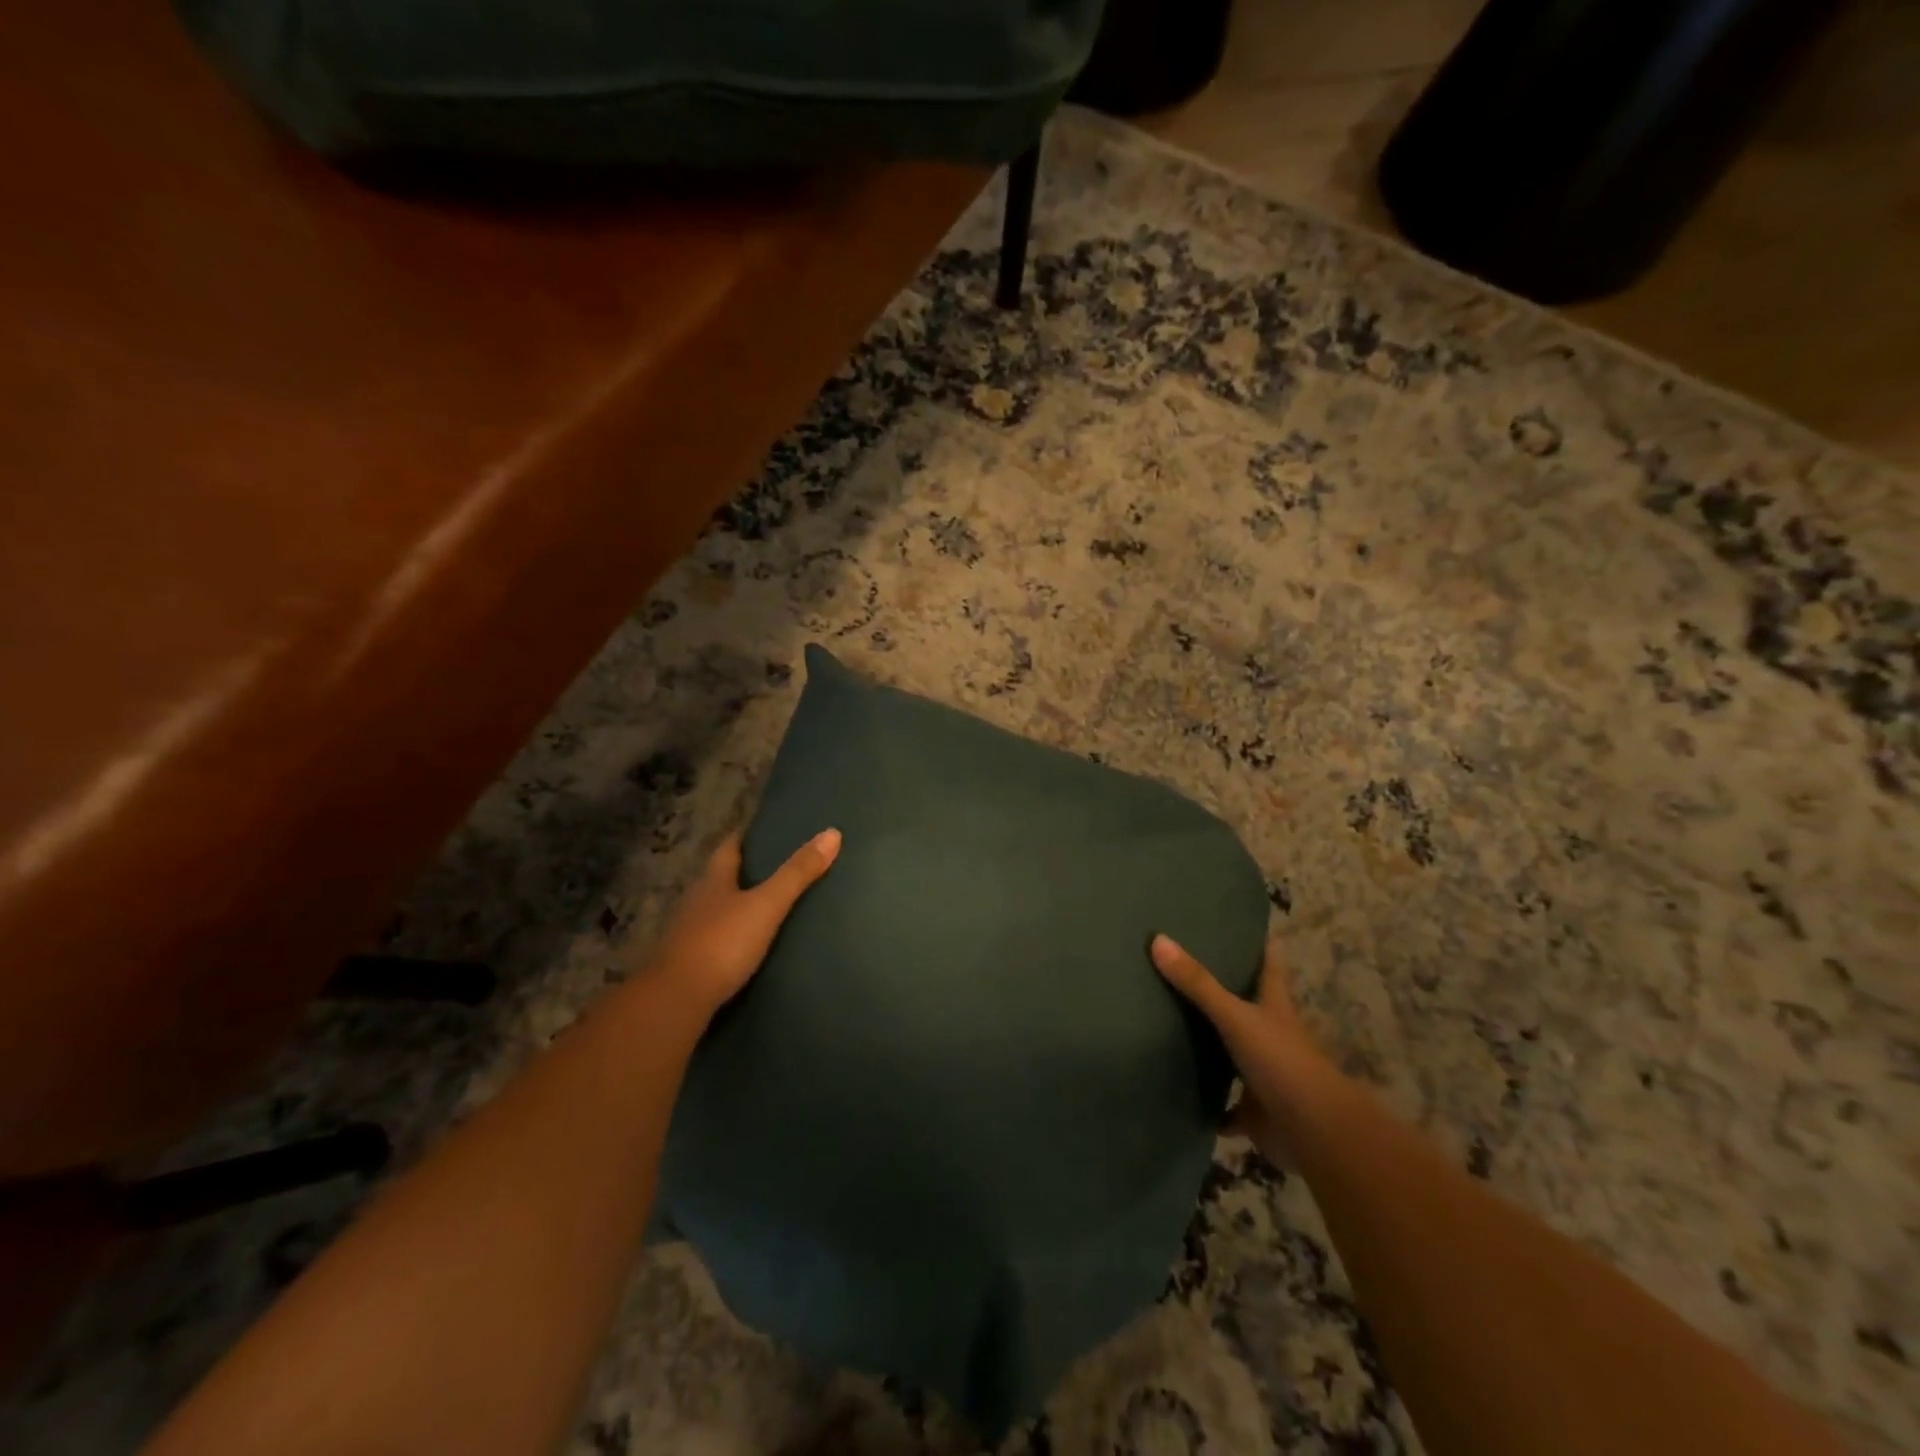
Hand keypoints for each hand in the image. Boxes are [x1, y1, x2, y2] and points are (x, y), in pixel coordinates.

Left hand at [645, 828, 840, 1018]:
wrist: (676, 999)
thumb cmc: (722, 943)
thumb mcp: (766, 906)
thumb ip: (797, 874)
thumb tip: (832, 833)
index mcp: (712, 881)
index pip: (728, 848)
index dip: (743, 838)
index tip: (761, 830)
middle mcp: (696, 901)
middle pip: (719, 878)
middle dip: (742, 871)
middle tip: (772, 867)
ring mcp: (687, 933)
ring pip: (714, 909)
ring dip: (734, 904)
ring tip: (763, 905)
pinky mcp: (687, 962)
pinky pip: (712, 938)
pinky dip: (729, 935)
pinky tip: (744, 943)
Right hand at [1151, 934, 1336, 1166]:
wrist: (1314, 1133)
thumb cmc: (1280, 1062)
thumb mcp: (1236, 1016)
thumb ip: (1198, 984)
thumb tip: (1158, 939)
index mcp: (1273, 1007)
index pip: (1269, 966)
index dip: (1261, 946)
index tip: (1244, 926)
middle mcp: (1271, 1036)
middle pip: (1248, 1007)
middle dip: (1224, 992)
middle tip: (1186, 969)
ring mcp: (1264, 1075)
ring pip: (1234, 1055)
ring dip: (1212, 1048)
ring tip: (1172, 1027)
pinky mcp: (1255, 1111)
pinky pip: (1227, 1107)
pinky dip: (1211, 1106)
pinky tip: (1184, 1096)